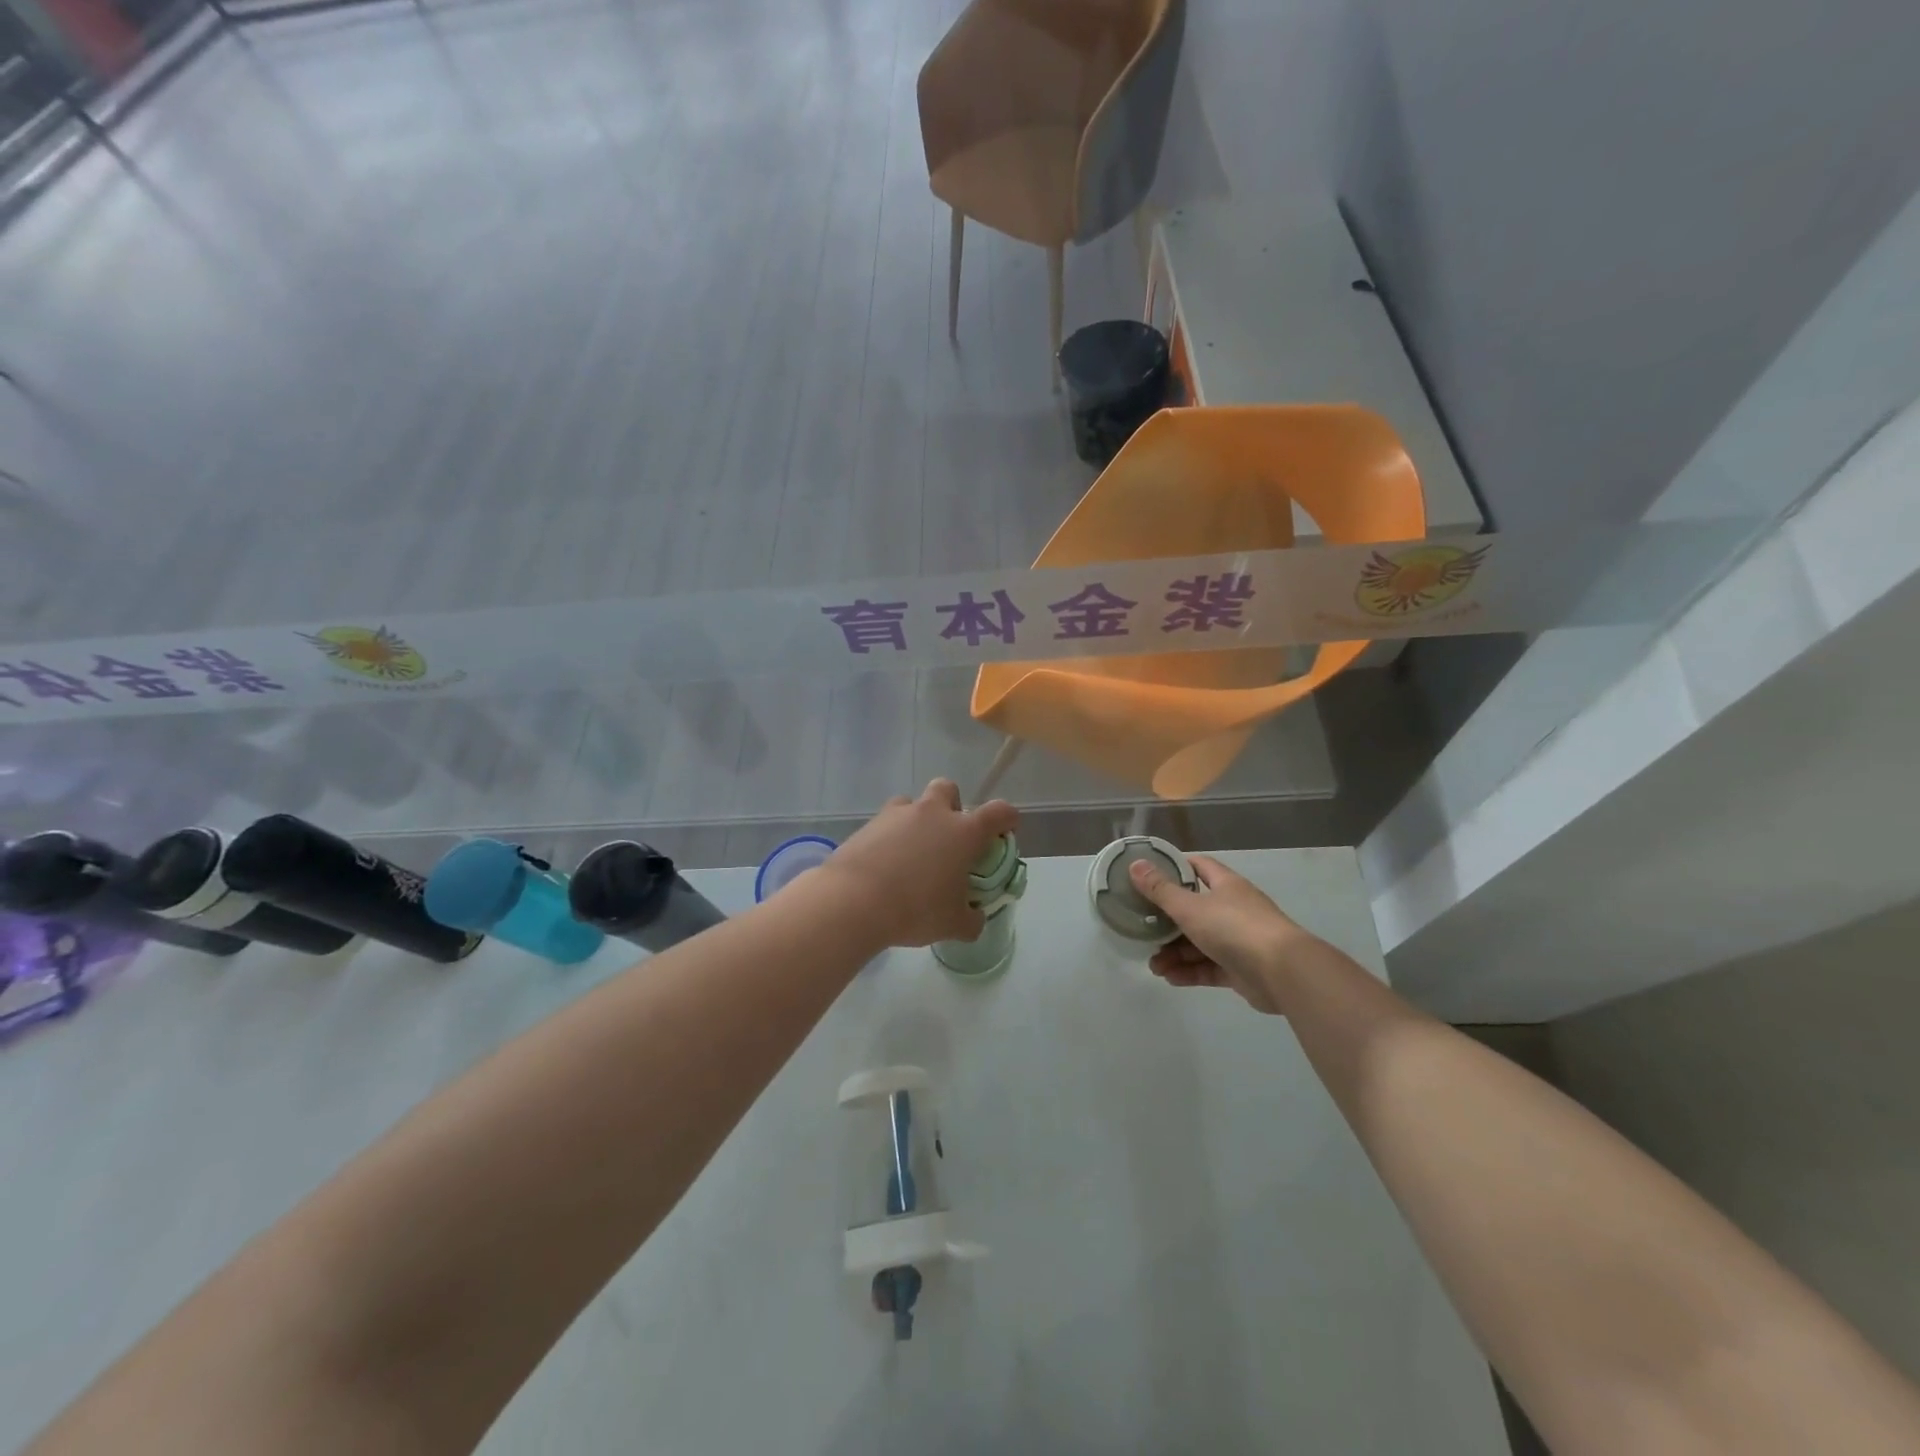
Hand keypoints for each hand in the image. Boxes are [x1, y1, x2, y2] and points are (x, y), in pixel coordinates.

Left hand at [816, 780, 1018, 948]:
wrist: (853, 901)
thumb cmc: (915, 910)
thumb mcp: (953, 925)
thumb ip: (971, 919)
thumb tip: (974, 917)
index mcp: (963, 832)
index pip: (998, 812)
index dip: (1007, 818)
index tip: (1007, 829)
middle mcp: (932, 814)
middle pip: (948, 789)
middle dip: (952, 806)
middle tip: (949, 837)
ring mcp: (897, 814)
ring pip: (913, 803)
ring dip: (918, 820)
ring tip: (912, 852)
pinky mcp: (868, 824)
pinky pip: (886, 823)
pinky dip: (890, 837)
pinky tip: (885, 864)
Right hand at [1127, 855, 1309, 1013]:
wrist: (1282, 973)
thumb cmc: (1234, 928)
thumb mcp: (1190, 907)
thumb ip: (1160, 890)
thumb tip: (1135, 865)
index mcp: (1225, 885)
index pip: (1198, 867)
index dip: (1174, 868)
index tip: (1149, 874)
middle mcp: (1233, 909)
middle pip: (1194, 910)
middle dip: (1167, 923)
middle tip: (1144, 931)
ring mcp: (1239, 940)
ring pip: (1199, 943)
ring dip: (1175, 953)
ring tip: (1154, 966)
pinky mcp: (1241, 969)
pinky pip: (1209, 967)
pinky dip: (1190, 972)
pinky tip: (1170, 978)